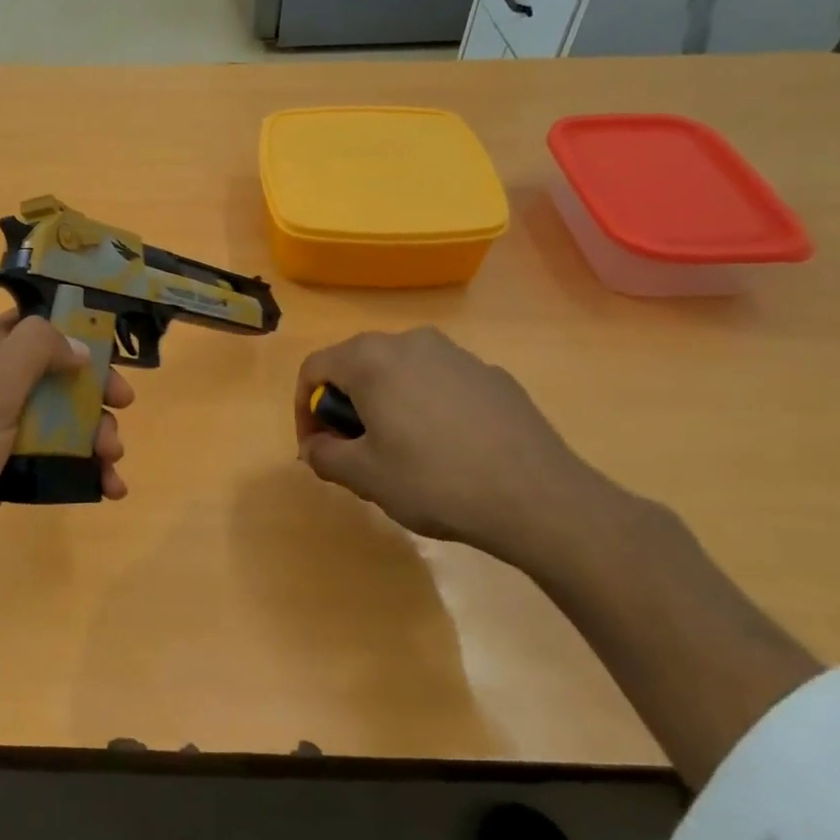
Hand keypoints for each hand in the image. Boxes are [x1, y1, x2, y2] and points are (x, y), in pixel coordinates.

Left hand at [0, 312, 133, 621]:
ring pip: (61, 422)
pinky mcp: (6, 477)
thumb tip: (80, 346)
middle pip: (56, 375)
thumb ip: (36, 350)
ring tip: (112, 460)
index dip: (73, 328)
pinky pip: (55, 463)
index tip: (112, 346)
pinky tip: (109, 489)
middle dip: (94, 390)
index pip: (32, 323)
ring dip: (96, 435)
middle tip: (122, 407)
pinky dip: (85, 471)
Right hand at [295, 328, 621, 571]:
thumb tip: (314, 446)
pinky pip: (439, 383)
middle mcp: (411, 341)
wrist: (537, 497)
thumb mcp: (364, 476)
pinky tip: (446, 450)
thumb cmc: (434, 481)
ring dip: (385, 404)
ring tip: (399, 452)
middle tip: (354, 451)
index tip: (315, 448)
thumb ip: (324, 455)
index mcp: (371, 358)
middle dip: (345, 406)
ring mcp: (457, 355)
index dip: (303, 408)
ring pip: (400, 372)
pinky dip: (425, 407)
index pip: (314, 368)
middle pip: (357, 365)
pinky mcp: (492, 375)